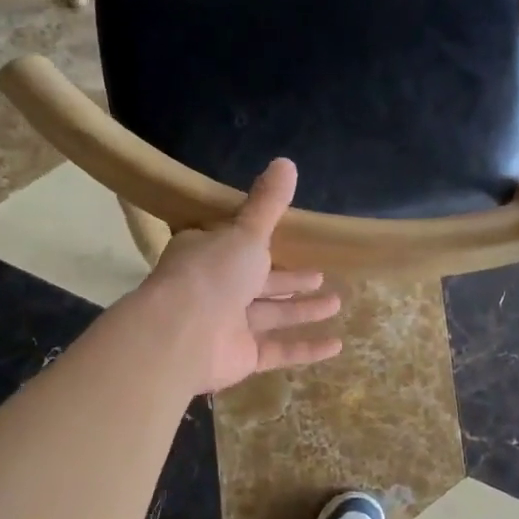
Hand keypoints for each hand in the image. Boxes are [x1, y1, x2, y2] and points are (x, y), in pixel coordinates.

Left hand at [136, 158, 343, 393]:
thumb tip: (286, 161)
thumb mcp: (246, 232)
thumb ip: (268, 204)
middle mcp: (215, 289)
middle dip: (290, 279)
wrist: (182, 335)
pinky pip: (278, 350)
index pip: (234, 244)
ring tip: (336, 302)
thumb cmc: (212, 273)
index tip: (286, 238)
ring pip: (271, 315)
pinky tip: (337, 345)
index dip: (259, 242)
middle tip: (319, 275)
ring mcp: (227, 325)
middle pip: (258, 282)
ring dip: (302, 310)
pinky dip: (305, 349)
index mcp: (208, 254)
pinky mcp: (240, 357)